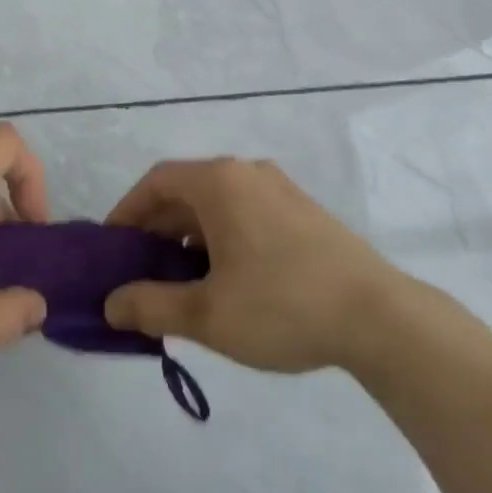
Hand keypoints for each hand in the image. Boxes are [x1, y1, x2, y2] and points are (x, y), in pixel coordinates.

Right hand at [103, 158, 389, 373]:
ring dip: (189, 235)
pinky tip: (226, 279)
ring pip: (218, 204)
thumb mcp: (207, 314)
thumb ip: (150, 306)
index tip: (112, 248)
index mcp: (220, 183)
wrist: (380, 318)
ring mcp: (281, 190)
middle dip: (156, 228)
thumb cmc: (282, 306)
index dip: (126, 212)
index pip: (156, 182)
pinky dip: (221, 237)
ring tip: (180, 280)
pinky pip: (246, 213)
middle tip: (140, 270)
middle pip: (186, 190)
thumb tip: (111, 304)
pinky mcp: (304, 212)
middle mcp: (248, 174)